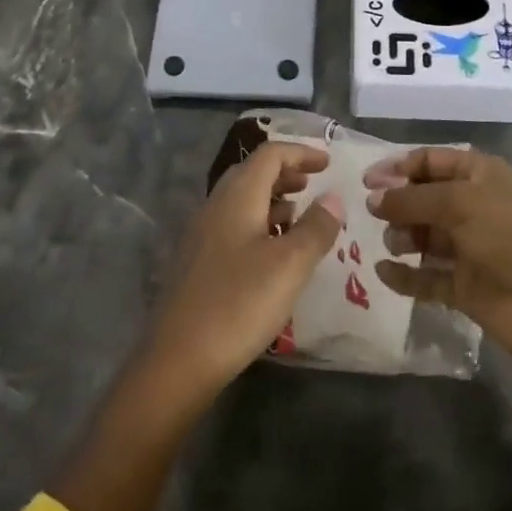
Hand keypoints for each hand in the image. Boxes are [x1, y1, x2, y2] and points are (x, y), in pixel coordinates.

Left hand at [145, 140, 345, 398]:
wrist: (178, 358)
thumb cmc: (239, 303)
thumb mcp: (290, 266)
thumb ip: (315, 228)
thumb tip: (333, 197)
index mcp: (237, 196)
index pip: (270, 154)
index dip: (301, 152)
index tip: (329, 163)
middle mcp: (216, 205)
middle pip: (253, 173)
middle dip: (286, 173)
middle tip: (314, 186)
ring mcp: (202, 233)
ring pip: (242, 200)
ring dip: (273, 200)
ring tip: (300, 217)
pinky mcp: (198, 261)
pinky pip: (234, 225)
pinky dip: (260, 224)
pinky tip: (274, 253)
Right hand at [366, 146, 511, 366]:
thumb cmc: (509, 234)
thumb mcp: (459, 202)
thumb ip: (410, 199)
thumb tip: (372, 199)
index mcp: (479, 175)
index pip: (430, 161)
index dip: (398, 167)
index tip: (367, 181)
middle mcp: (473, 207)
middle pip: (424, 198)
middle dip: (398, 203)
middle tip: (373, 213)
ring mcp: (469, 248)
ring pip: (424, 236)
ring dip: (402, 236)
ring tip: (394, 243)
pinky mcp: (464, 286)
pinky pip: (426, 277)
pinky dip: (405, 276)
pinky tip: (383, 272)